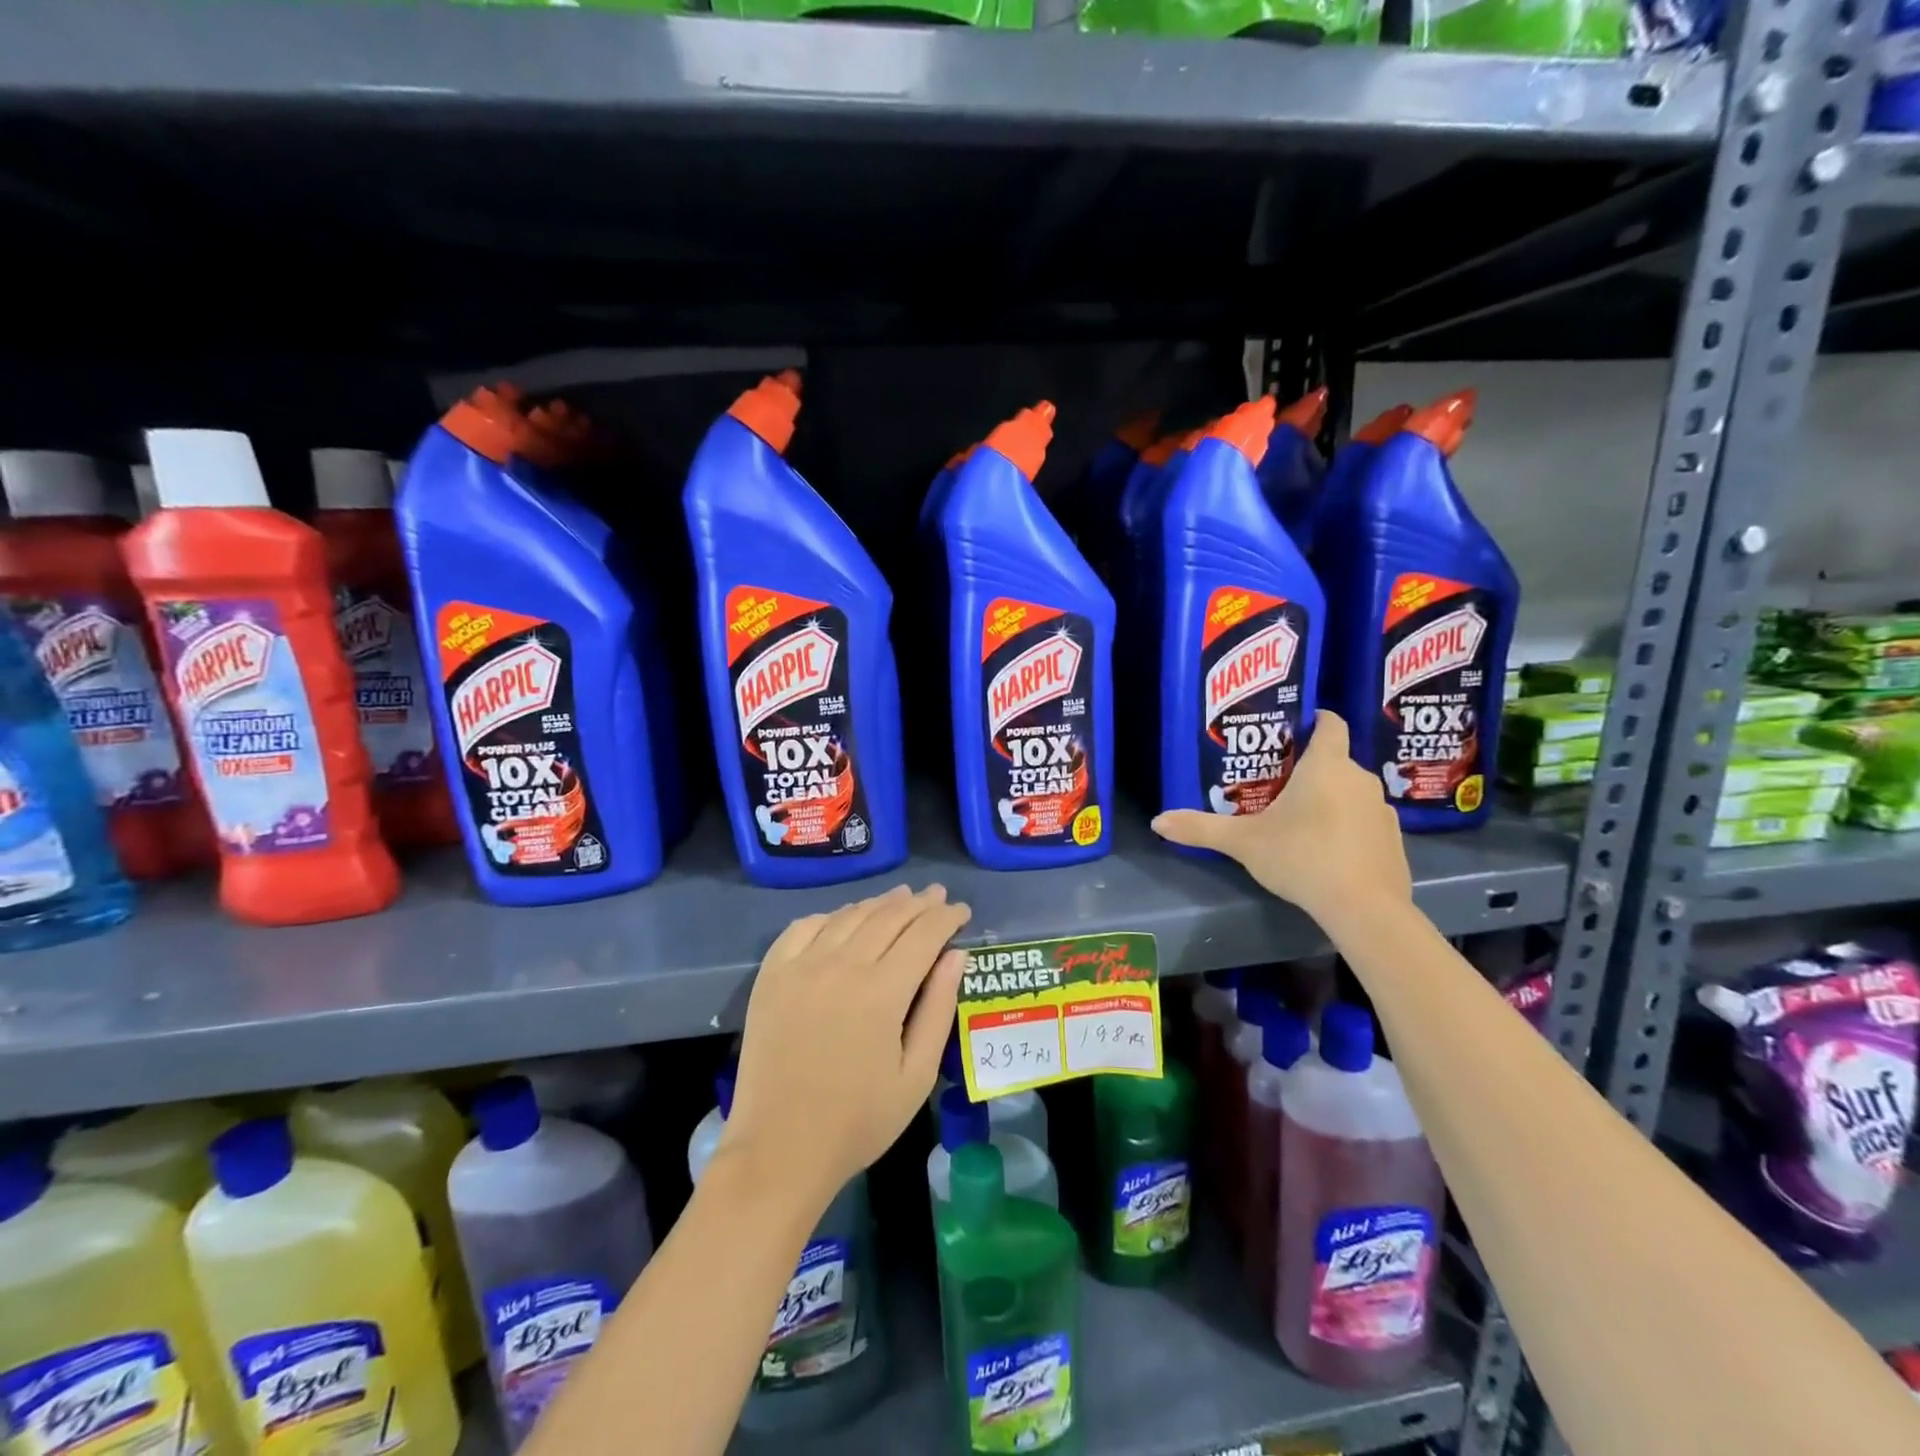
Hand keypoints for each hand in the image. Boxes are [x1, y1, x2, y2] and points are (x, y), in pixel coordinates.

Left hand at [724, 884, 970, 1208]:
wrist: (779, 1150)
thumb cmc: (858, 1121)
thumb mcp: (916, 1075)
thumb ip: (939, 1008)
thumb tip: (956, 955)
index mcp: (881, 992)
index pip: (923, 935)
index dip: (946, 918)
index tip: (962, 911)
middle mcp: (841, 966)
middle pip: (888, 917)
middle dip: (919, 904)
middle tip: (938, 896)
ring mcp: (801, 966)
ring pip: (849, 916)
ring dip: (880, 903)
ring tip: (901, 898)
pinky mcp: (771, 975)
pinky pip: (804, 927)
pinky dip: (831, 916)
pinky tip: (844, 919)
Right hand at [1151, 711, 1411, 921]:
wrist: (1364, 907)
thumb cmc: (1301, 857)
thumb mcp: (1243, 843)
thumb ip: (1201, 829)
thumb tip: (1158, 823)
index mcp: (1325, 766)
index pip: (1330, 724)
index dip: (1316, 719)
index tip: (1296, 727)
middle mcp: (1359, 778)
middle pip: (1336, 761)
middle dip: (1310, 769)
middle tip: (1278, 784)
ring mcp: (1382, 809)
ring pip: (1351, 792)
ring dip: (1331, 799)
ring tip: (1302, 819)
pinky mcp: (1394, 839)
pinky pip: (1366, 821)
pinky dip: (1349, 827)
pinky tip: (1329, 850)